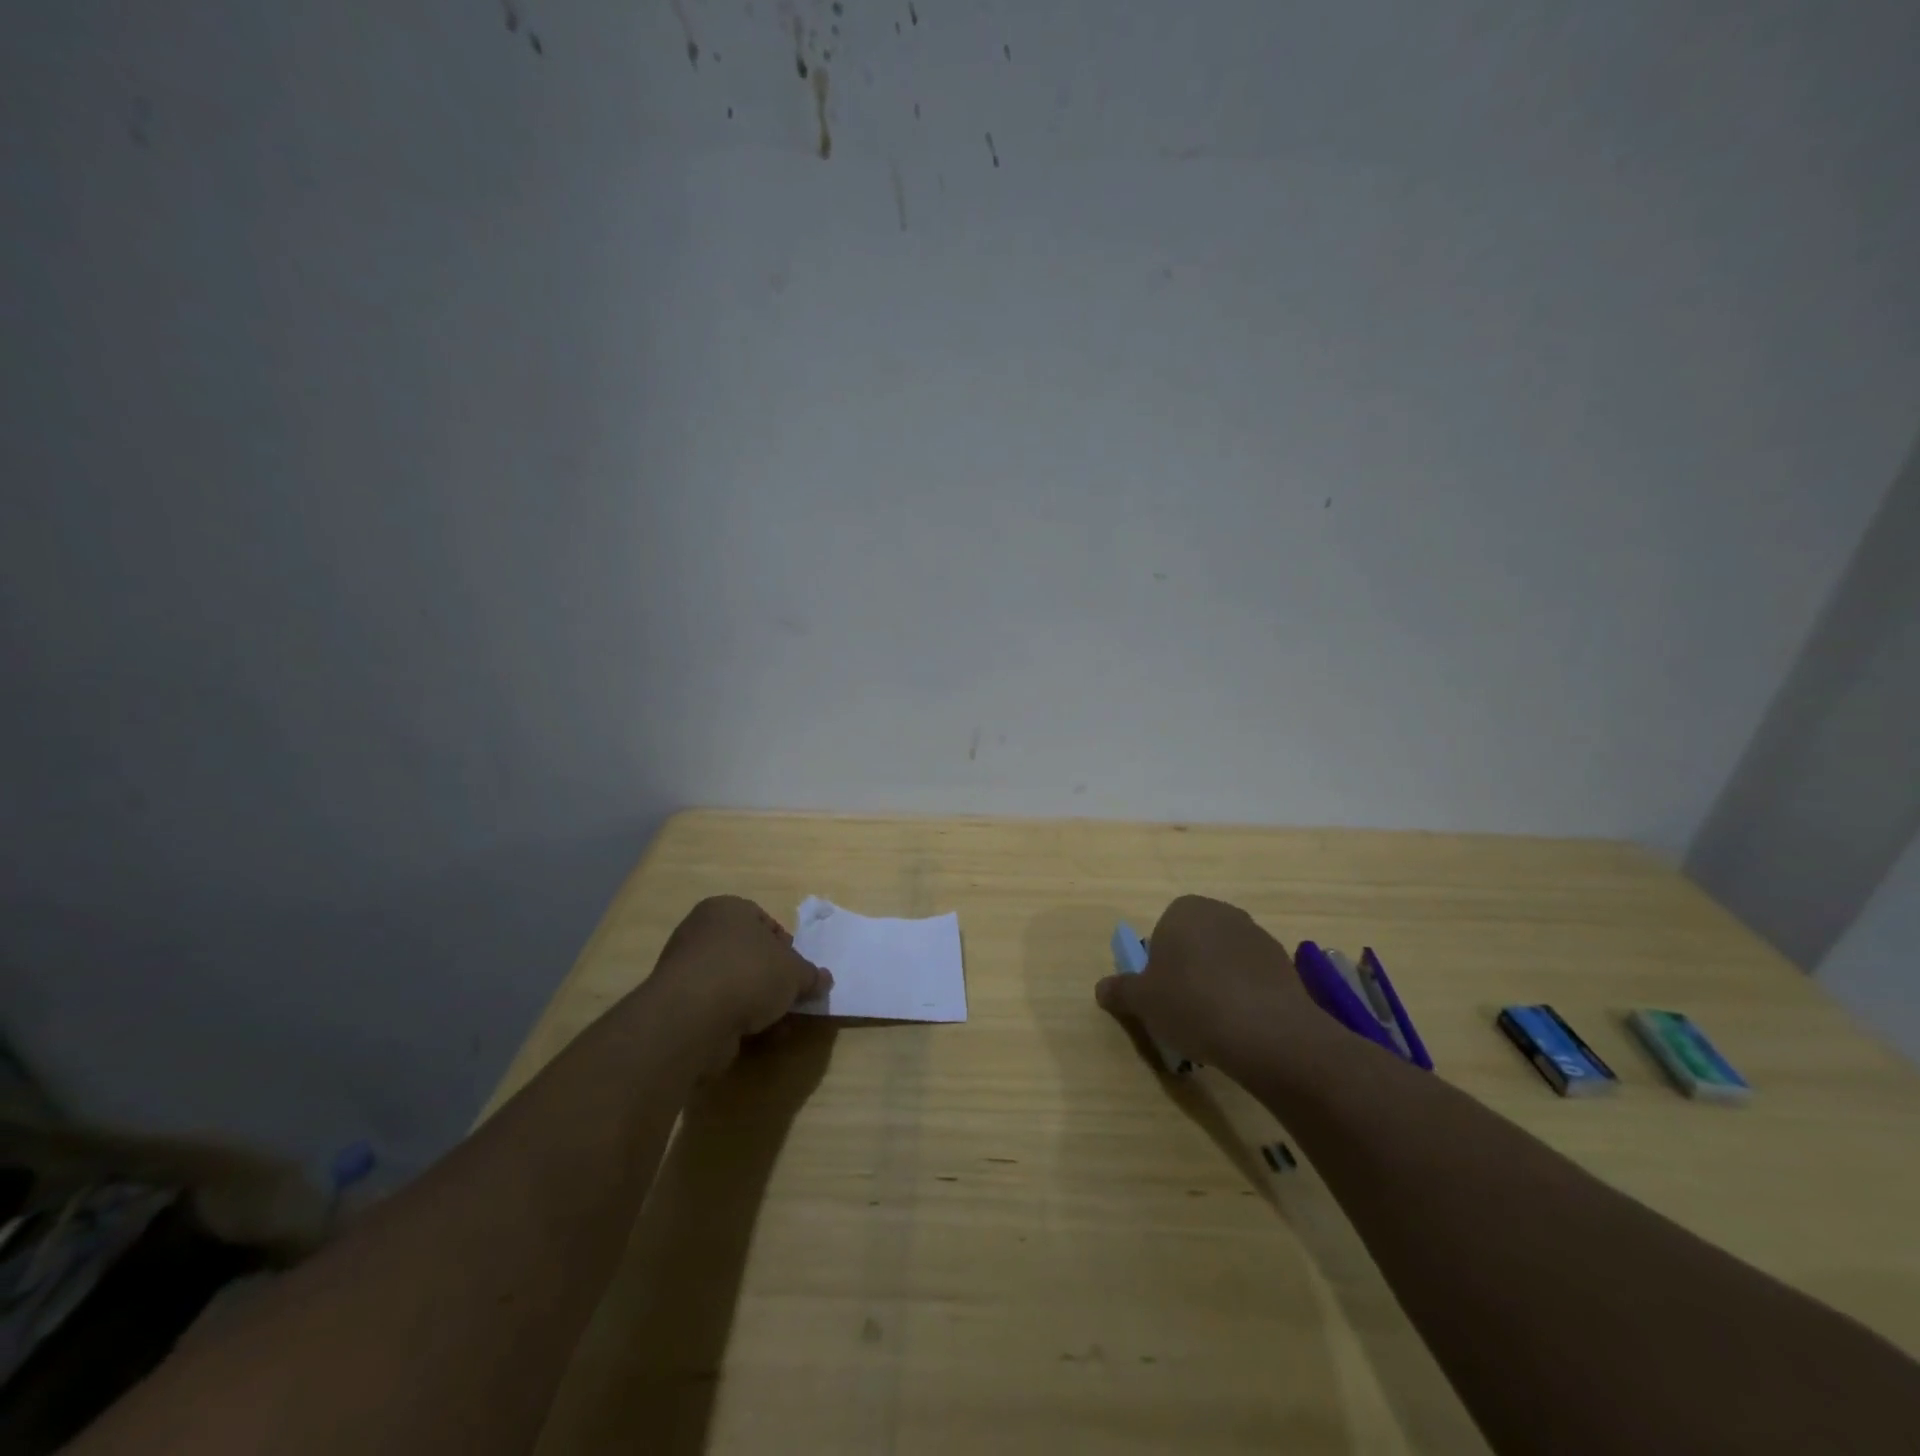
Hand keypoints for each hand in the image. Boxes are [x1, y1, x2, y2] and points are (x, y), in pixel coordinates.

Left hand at [652, 896, 831, 1072]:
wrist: (692, 1018)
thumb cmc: (749, 974)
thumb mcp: (795, 972)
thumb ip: (811, 975)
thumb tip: (823, 980)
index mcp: (727, 909)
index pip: (765, 922)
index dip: (787, 948)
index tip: (798, 972)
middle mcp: (702, 932)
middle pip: (749, 954)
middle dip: (772, 978)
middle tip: (790, 998)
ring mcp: (686, 969)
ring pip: (733, 983)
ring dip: (757, 1004)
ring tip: (778, 1024)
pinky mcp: (678, 1004)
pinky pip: (716, 1007)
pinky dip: (736, 1020)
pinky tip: (756, 1037)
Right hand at [1095, 895, 1330, 1082]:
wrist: (1266, 1030)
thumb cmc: (1191, 1003)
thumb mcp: (1142, 1001)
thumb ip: (1120, 991)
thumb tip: (1102, 988)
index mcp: (1184, 909)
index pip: (1163, 930)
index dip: (1159, 963)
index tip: (1161, 994)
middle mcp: (1222, 912)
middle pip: (1196, 942)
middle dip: (1189, 970)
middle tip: (1184, 1009)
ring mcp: (1258, 936)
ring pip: (1226, 960)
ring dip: (1219, 982)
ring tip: (1216, 1024)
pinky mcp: (1285, 964)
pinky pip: (1254, 978)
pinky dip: (1246, 996)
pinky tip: (1243, 1026)